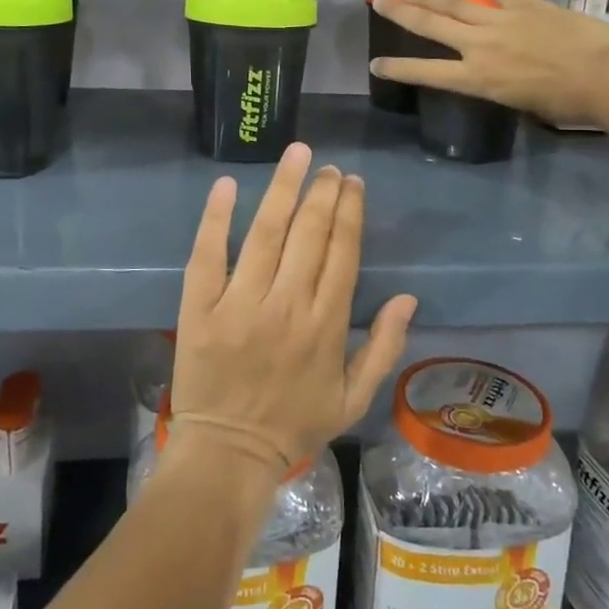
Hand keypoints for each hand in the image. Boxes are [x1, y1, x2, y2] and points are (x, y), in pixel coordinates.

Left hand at [168, 143, 417, 482]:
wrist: (229, 454)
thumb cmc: (295, 425)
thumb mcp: (354, 398)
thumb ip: (385, 347)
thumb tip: (409, 297)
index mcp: (326, 324)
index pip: (342, 252)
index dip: (350, 212)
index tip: (352, 183)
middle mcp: (287, 305)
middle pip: (309, 234)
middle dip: (322, 193)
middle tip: (327, 167)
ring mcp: (240, 304)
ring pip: (265, 233)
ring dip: (283, 189)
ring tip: (296, 155)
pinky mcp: (200, 308)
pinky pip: (207, 254)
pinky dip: (215, 218)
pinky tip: (227, 184)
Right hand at [370, 0, 608, 126]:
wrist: (603, 76)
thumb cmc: (565, 102)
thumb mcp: (520, 103)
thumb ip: (499, 85)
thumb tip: (497, 73)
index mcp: (477, 79)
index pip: (427, 73)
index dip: (399, 69)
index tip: (376, 64)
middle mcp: (479, 47)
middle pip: (431, 27)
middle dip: (402, 15)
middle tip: (379, 2)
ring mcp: (499, 21)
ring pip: (454, 5)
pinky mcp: (522, 5)